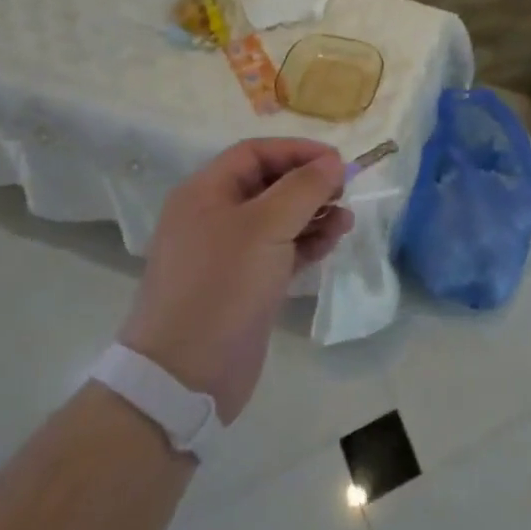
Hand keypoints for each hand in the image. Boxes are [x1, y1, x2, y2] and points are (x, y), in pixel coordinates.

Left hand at [121, 139, 353, 424]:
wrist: (184, 378)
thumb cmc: (222, 287)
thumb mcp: (266, 227)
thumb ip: (304, 188)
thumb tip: (333, 161)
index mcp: (205, 193)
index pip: (255, 153)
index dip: (297, 151)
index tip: (336, 161)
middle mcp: (214, 216)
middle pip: (269, 183)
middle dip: (309, 184)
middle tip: (345, 191)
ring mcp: (229, 253)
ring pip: (279, 218)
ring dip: (314, 214)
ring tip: (346, 221)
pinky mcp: (245, 284)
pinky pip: (281, 250)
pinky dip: (307, 243)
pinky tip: (332, 242)